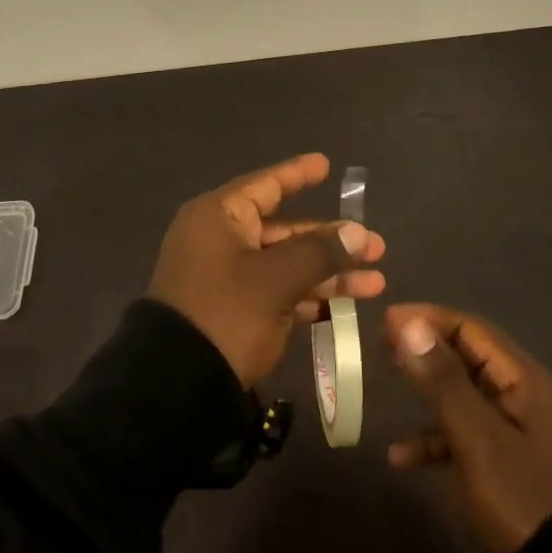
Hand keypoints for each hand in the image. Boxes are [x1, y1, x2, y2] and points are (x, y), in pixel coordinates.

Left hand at [148, 153, 386, 385]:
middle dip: (331, 239)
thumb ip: (319, 252)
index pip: (266, 185)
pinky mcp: (234, 312)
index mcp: (220, 217)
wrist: (175, 388)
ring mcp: (227, 278)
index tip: (326, 164)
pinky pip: (278, 293)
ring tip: (376, 282)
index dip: (298, 175)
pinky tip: (345, 307)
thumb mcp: (276, 280)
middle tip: (376, 245)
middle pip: (284, 230)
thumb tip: (357, 232)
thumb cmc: (225, 313)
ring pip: (286, 264)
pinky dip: (309, 297)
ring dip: (328, 273)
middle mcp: (221, 240)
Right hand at [386, 304, 551, 552]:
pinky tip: (401, 457)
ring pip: (462, 393)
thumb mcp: (475, 437)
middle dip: (425, 347)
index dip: (428, 318)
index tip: (386, 319)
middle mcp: (520, 395)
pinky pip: (463, 433)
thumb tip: (408, 324)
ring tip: (388, 381)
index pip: (470, 328)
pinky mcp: (504, 462)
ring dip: (427, 388)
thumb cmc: (518, 497)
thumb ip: (442, 379)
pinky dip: (434, 437)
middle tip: (382, 343)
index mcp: (522, 379)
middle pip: (466, 355)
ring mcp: (513, 430)